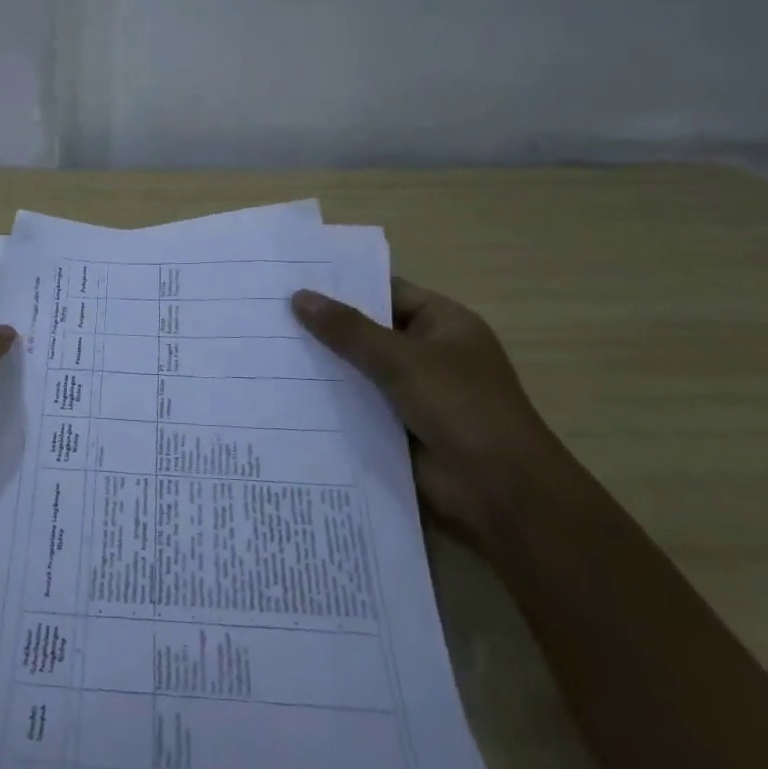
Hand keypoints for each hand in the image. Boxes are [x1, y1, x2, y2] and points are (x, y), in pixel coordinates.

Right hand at [291, 278, 576, 541]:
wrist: (498, 488)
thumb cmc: (459, 407)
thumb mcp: (400, 360)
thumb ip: (348, 330)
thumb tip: (299, 297)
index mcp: (443, 323)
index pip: (386, 292)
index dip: (344, 286)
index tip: (294, 280)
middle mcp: (430, 351)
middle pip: (370, 331)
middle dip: (327, 327)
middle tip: (269, 314)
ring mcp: (416, 391)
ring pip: (361, 370)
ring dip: (326, 365)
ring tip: (269, 350)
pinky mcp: (401, 426)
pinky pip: (360, 404)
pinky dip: (333, 400)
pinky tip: (289, 392)